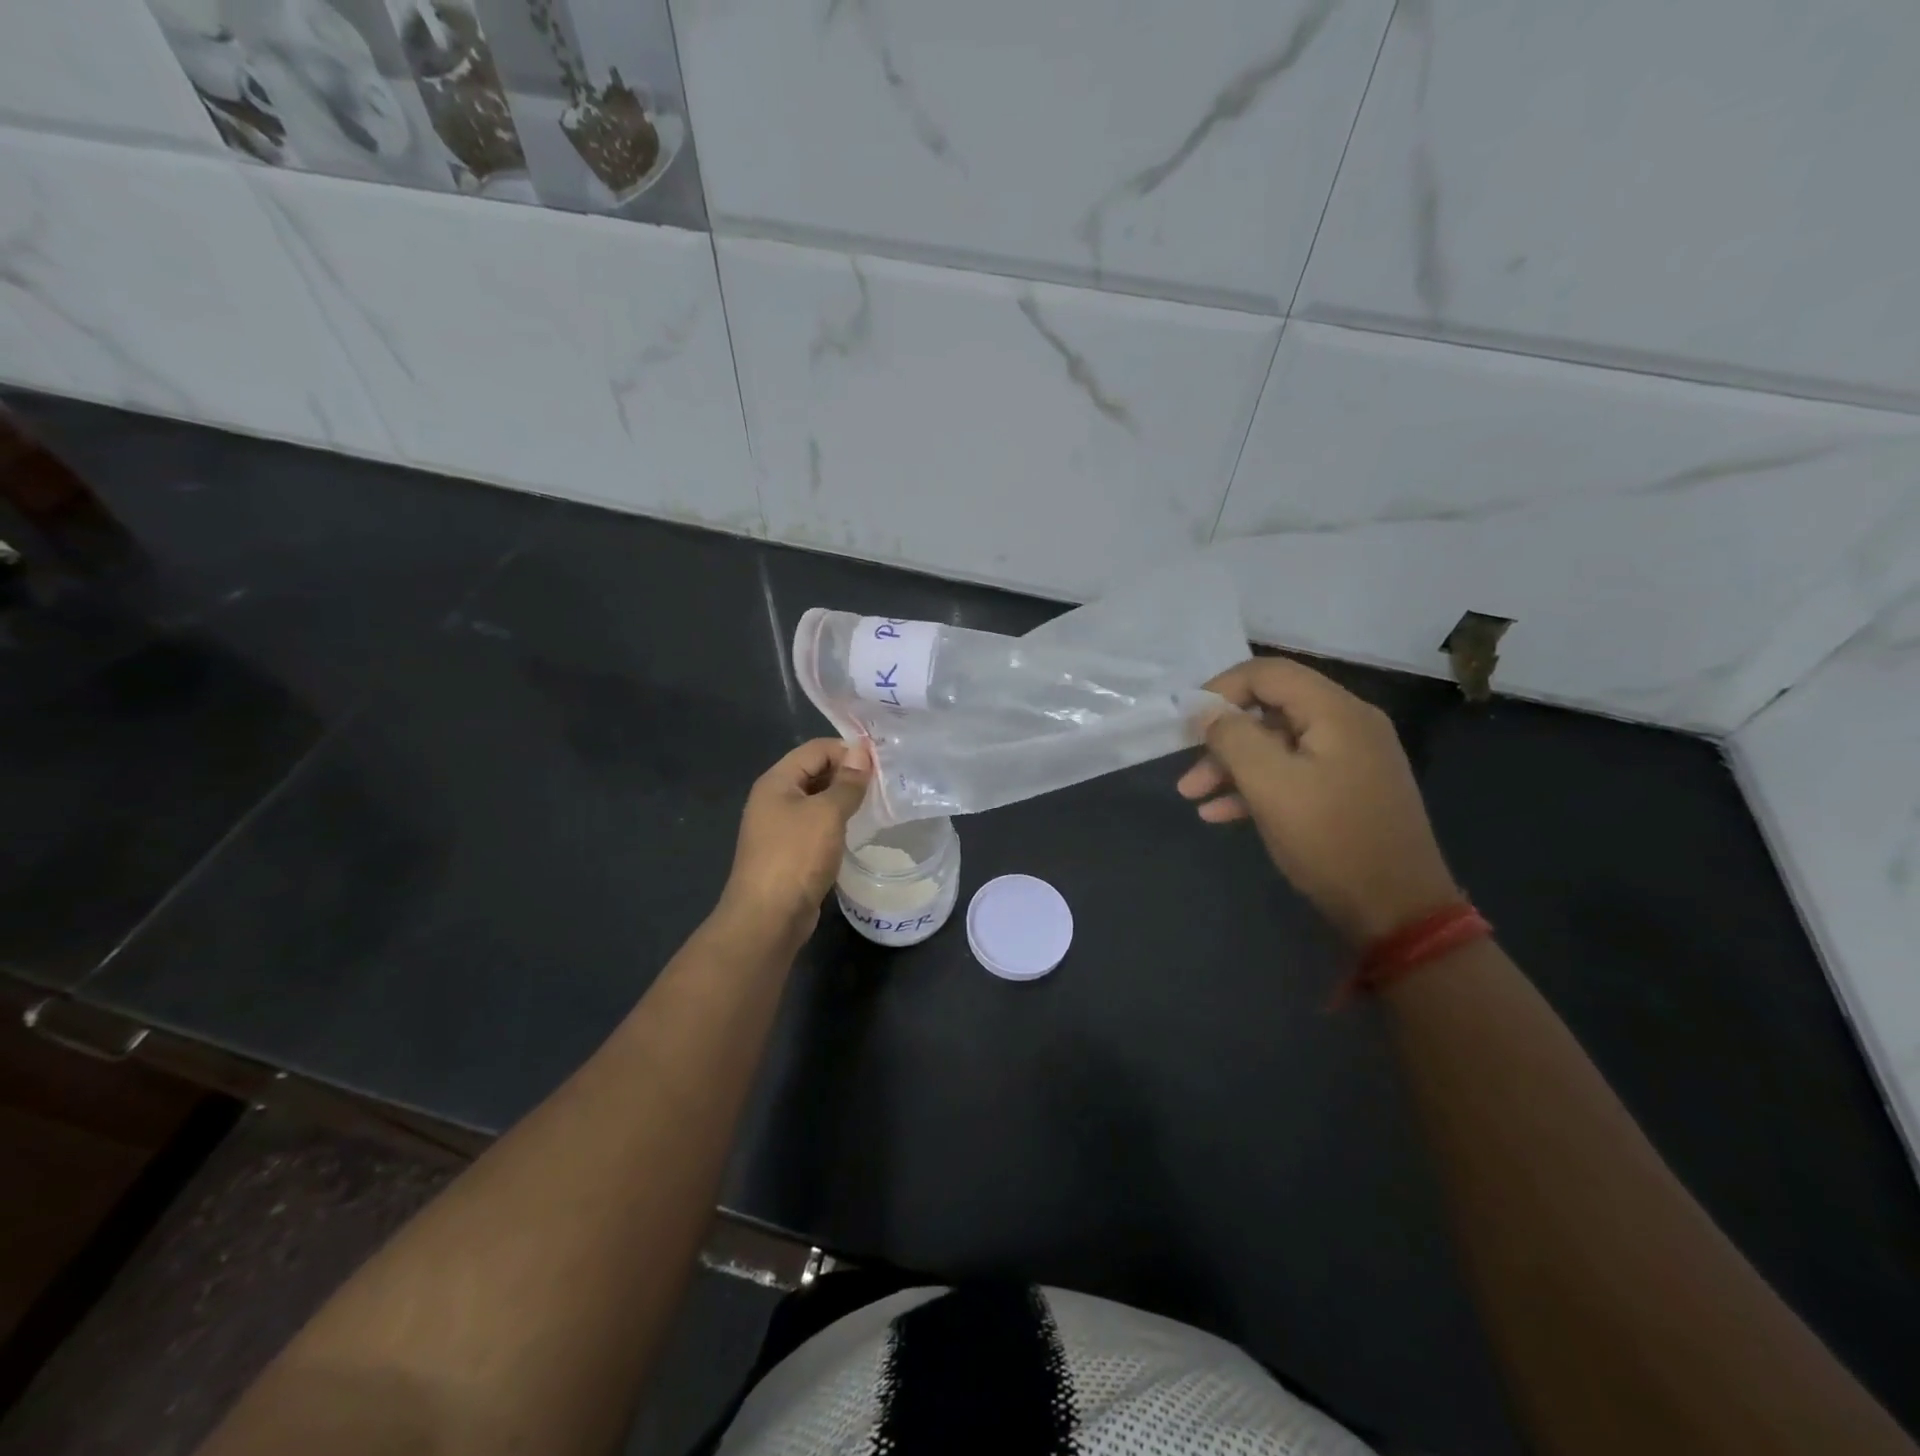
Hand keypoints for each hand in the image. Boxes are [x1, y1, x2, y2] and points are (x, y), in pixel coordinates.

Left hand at [716, 738, 870, 944]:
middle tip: (885, 781)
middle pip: (815, 772)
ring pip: (818, 801)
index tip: (881, 761)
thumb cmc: (796, 856)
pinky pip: (817, 826)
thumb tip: (861, 752)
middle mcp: (774, 799)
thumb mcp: (827, 814)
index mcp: (776, 781)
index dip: (847, 749)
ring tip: (879, 802)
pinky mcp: (790, 852)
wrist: (768, 917)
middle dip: (848, 773)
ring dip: (845, 799)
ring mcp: (780, 827)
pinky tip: (859, 830)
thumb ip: (847, 783)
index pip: (815, 749)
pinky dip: (837, 823)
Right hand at [1177, 657, 1459, 945]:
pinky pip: (1293, 773)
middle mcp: (1348, 725)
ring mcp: (1351, 759)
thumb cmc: (1330, 839)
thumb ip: (1232, 738)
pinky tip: (1221, 813)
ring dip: (1232, 766)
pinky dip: (1256, 786)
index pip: (1269, 673)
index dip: (1222, 688)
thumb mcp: (1270, 785)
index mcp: (1337, 712)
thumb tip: (1205, 710)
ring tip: (1192, 796)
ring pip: (1277, 745)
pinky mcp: (1347, 790)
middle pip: (1271, 709)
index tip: (1188, 719)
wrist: (1397, 910)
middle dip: (1222, 737)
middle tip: (1187, 764)